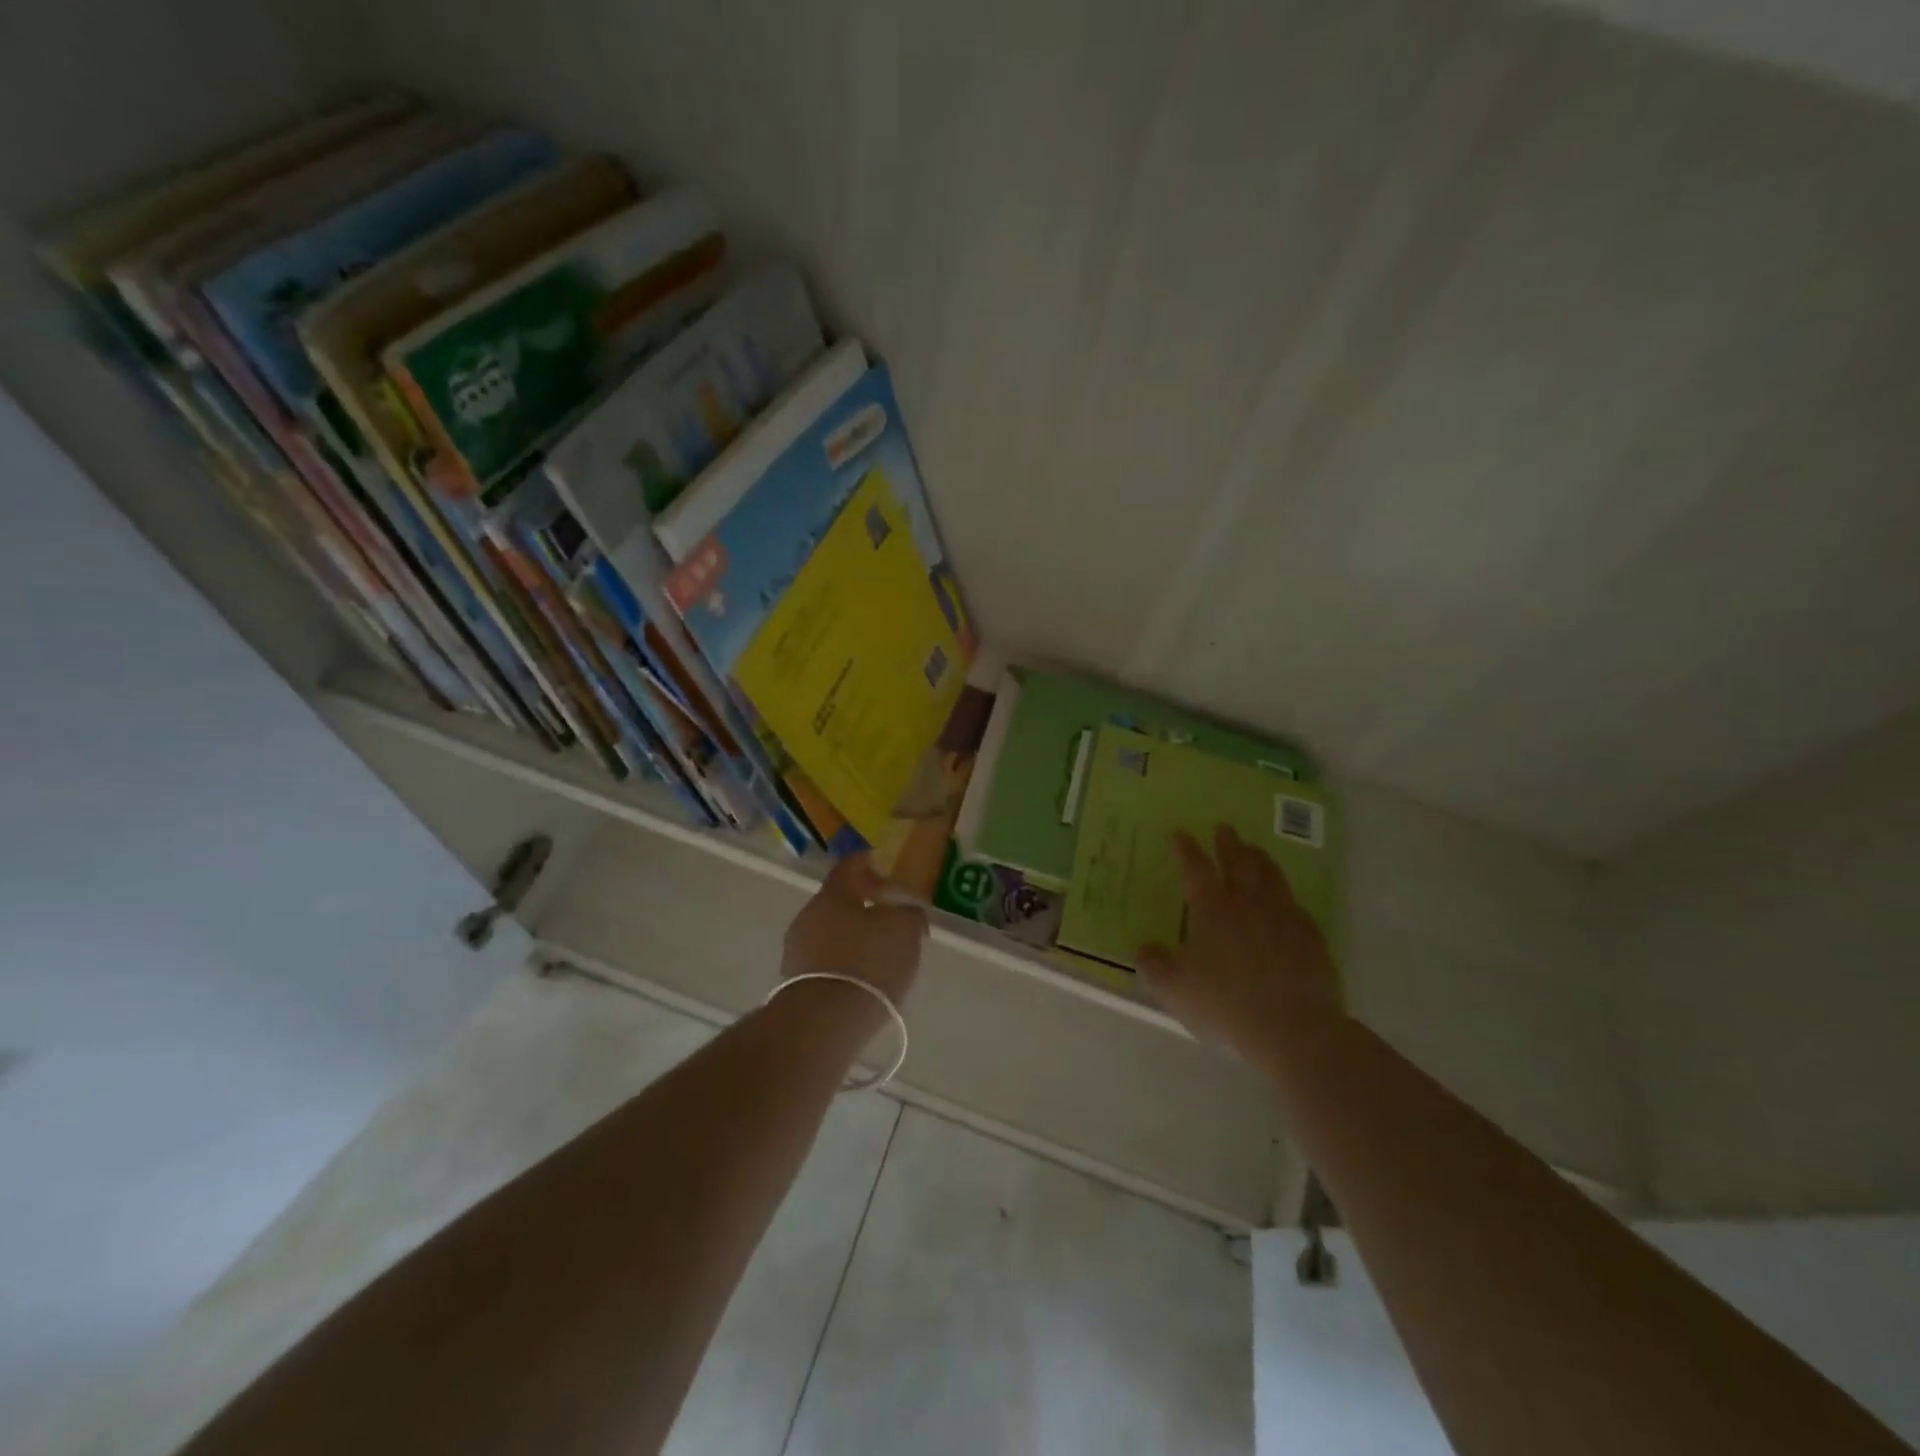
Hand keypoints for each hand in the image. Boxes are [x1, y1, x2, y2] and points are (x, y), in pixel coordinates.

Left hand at [782, 852, 927, 1008]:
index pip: (850, 866)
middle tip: (889, 916)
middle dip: (863, 906)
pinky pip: (825, 961)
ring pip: (830, 932)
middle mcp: (809, 915)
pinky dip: (844, 963)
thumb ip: (909, 914)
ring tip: (880, 953)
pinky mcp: (795, 982)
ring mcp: (797, 949)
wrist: (824, 1022)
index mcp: (833, 894)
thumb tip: (907, 911)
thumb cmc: (868, 962)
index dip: (869, 862)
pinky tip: (863, 979)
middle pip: (839, 901)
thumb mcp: (905, 931)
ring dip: (853, 937)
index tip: (884, 864)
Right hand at [1138, 825, 1341, 1062]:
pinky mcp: (1311, 937)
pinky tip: (1286, 901)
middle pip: (1238, 862)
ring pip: (1271, 876)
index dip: (1185, 848)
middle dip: (1228, 843)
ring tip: (1255, 849)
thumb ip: (1154, 964)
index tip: (1179, 833)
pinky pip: (1296, 905)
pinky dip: (1286, 895)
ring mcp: (1284, 917)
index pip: (1195, 867)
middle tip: (1224, 828)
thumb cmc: (1225, 1004)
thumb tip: (1145, 948)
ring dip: (1260, 859)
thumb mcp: (1173, 988)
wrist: (1294, 1029)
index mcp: (1212, 908)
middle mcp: (1248, 903)